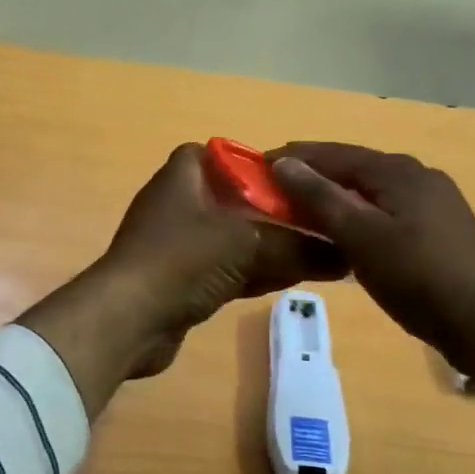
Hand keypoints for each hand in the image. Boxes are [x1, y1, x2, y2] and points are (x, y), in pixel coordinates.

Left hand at [21, 145, 347, 416]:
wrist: (128, 320)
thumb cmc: (182, 260)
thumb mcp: (247, 244)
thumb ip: (297, 246)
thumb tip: (346, 254)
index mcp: (181, 177)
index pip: (214, 153)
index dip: (248, 161)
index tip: (286, 178)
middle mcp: (176, 205)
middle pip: (229, 198)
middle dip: (268, 210)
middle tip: (310, 219)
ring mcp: (174, 245)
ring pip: (229, 237)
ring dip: (264, 245)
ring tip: (310, 252)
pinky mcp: (177, 281)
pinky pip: (221, 269)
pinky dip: (250, 271)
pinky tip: (285, 280)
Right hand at [269, 142, 474, 457]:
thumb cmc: (418, 276)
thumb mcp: (361, 236)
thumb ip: (320, 197)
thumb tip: (284, 162)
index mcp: (396, 170)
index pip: (332, 152)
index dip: (293, 157)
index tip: (257, 166)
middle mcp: (417, 175)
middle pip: (353, 168)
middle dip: (313, 176)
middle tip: (276, 193)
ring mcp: (434, 202)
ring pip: (371, 191)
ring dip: (336, 197)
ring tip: (304, 213)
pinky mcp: (442, 229)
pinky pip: (388, 210)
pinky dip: (360, 215)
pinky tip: (349, 235)